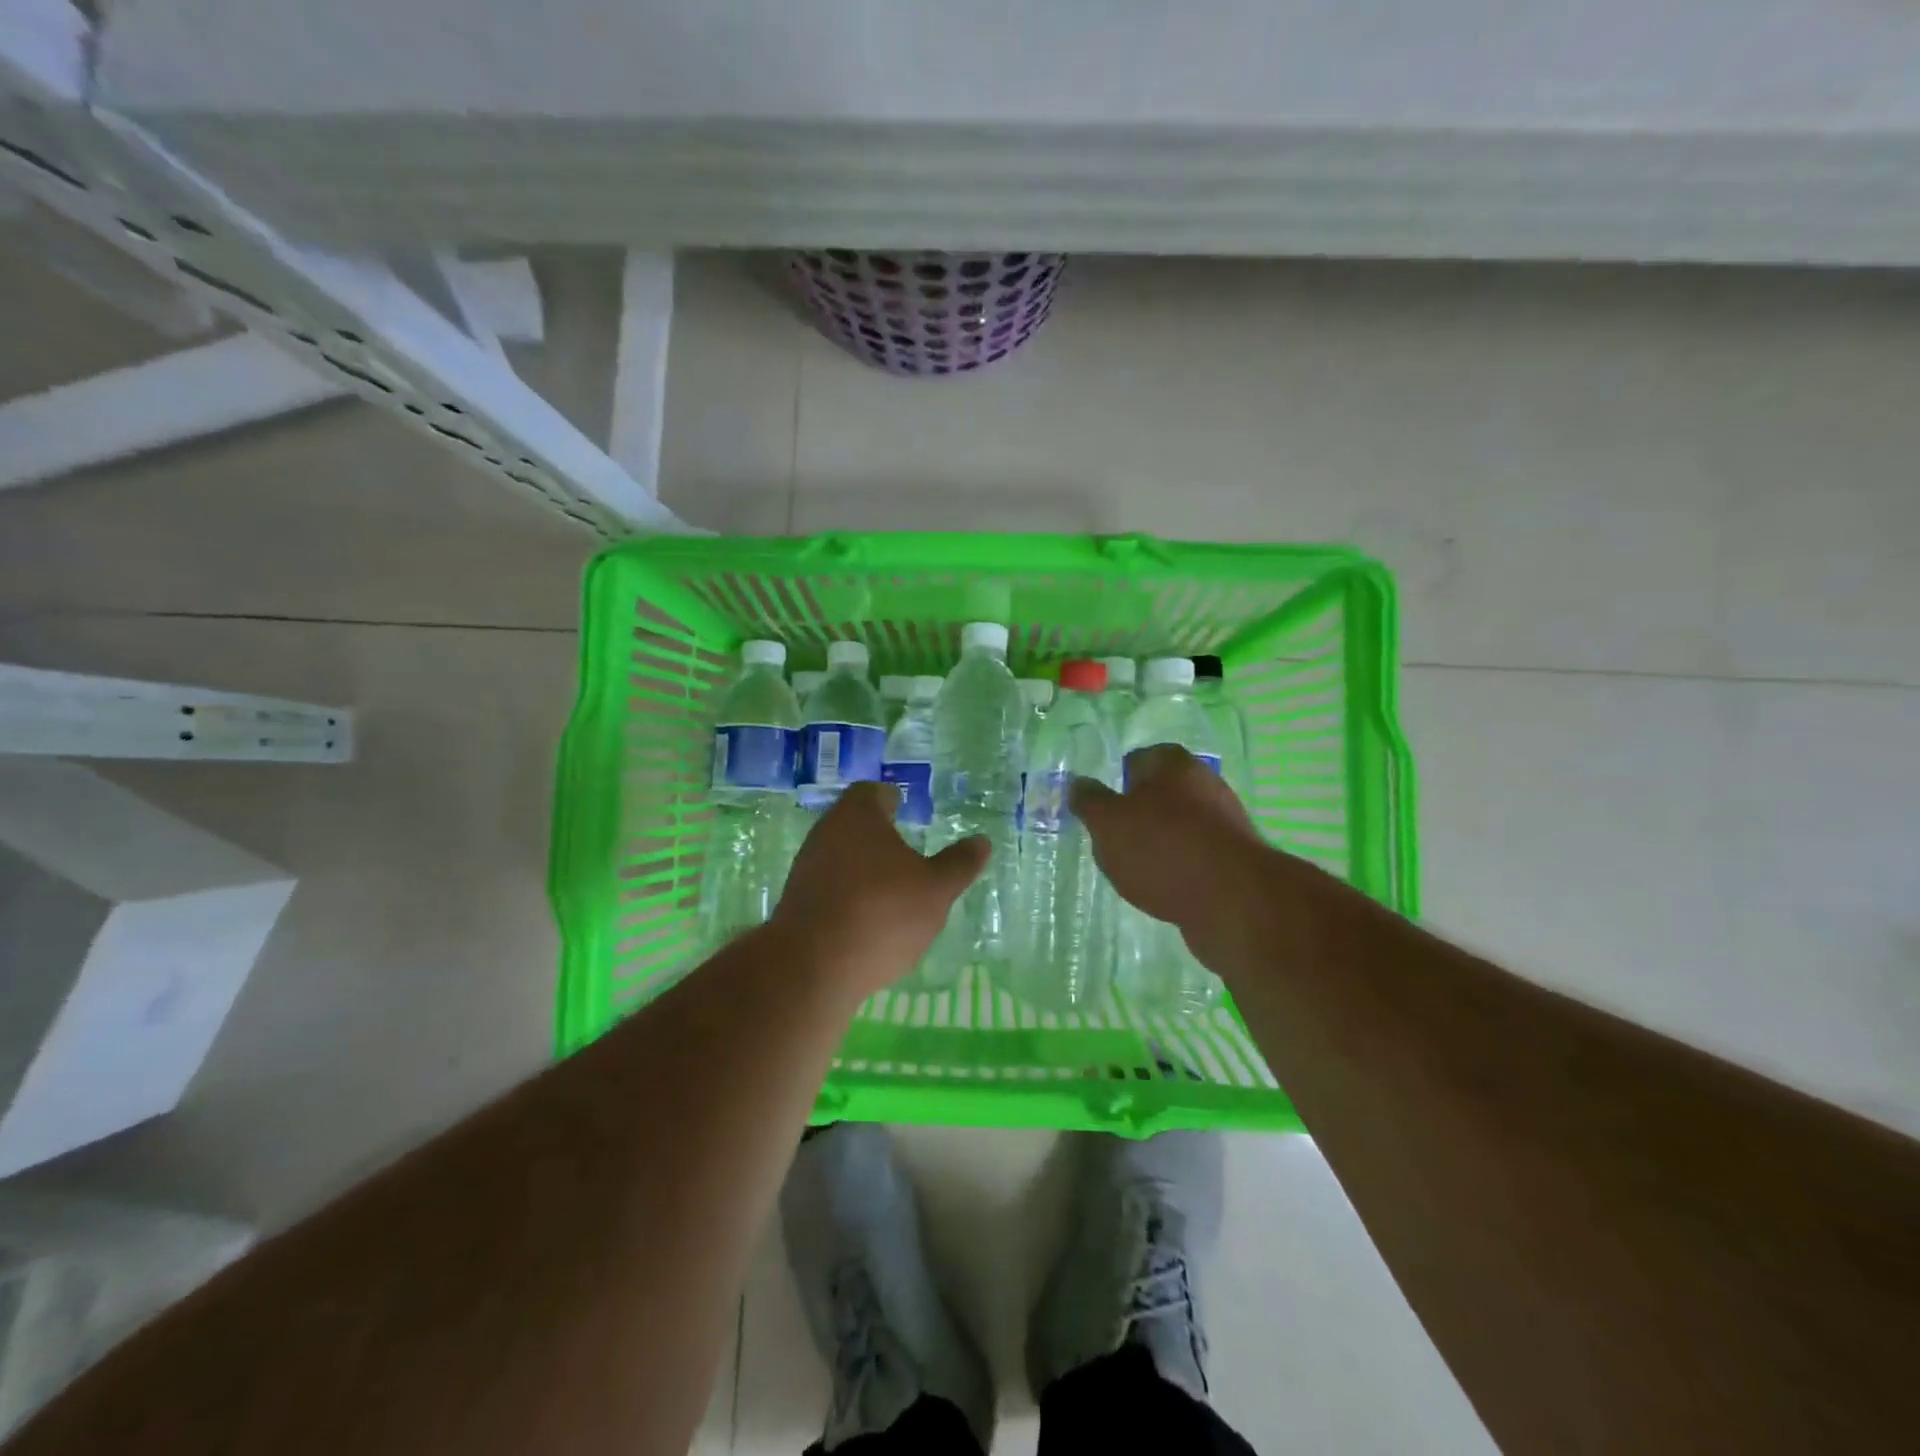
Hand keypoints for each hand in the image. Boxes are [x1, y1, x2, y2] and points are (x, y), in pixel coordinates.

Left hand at [772, 782, 987, 999]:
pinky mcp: (796, 903)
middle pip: (854, 824)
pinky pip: (829, 889)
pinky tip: (869, 921)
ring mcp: (806, 869)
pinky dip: (849, 896)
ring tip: (893, 890)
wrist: (812, 967)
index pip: (872, 792)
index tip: (906, 810)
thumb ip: (959, 864)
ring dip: (864, 869)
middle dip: (879, 836)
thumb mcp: (936, 889)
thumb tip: (981, 841)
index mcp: (858, 816)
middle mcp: (825, 833)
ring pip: (840, 857)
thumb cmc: (882, 912)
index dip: (891, 799)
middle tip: (908, 852)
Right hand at [1069, 744, 1269, 952]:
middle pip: (1160, 793)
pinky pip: (1196, 855)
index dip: (1116, 781)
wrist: (1233, 900)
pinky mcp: (1235, 858)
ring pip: (1179, 825)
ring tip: (1136, 870)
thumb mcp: (1108, 823)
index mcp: (1173, 763)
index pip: (1137, 759)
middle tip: (1113, 840)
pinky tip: (1164, 888)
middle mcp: (1204, 783)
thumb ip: (1089, 802)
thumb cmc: (1162, 849)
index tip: (1101, 809)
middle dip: (1138, 814)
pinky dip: (1179, 867)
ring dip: (1159, 843)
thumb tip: (1077, 783)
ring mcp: (1224, 821)